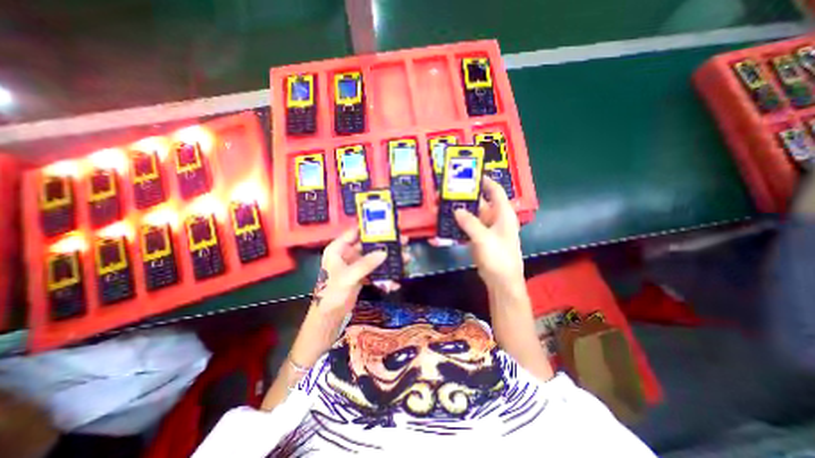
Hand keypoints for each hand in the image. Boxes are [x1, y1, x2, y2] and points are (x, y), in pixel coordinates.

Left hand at [309, 225, 411, 319]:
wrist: (329, 316)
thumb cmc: (332, 293)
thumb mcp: (348, 276)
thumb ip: (366, 264)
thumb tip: (384, 253)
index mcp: (338, 249)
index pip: (354, 233)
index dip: (369, 229)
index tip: (386, 226)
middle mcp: (347, 255)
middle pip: (368, 245)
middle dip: (385, 245)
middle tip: (402, 242)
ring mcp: (355, 266)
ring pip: (374, 258)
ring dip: (388, 261)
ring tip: (405, 259)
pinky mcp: (361, 276)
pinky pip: (375, 271)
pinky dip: (384, 276)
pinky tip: (395, 282)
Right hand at [452, 177, 520, 291]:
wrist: (501, 280)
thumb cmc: (498, 257)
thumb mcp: (484, 238)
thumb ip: (469, 223)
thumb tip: (456, 210)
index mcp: (503, 214)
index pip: (495, 191)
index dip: (485, 181)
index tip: (471, 174)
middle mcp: (495, 218)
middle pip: (480, 203)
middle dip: (465, 198)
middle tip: (448, 192)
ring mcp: (486, 229)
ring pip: (472, 215)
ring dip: (459, 212)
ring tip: (443, 206)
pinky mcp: (479, 239)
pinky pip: (467, 228)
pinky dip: (458, 225)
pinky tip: (446, 224)